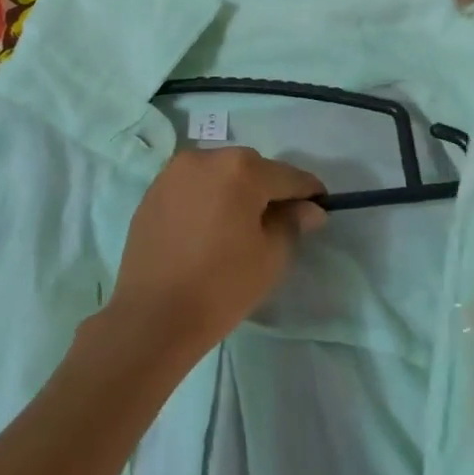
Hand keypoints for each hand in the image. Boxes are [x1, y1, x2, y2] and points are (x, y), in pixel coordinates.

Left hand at [107, 147, 326, 359]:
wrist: (153, 317)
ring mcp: (174, 173)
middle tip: (278, 221)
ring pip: (219, 174)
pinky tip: (208, 229)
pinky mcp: (153, 192)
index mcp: (240, 169)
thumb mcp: (271, 256)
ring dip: (235, 191)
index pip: (288, 176)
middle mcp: (206, 157)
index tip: (320, 207)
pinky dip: (207, 199)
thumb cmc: (221, 286)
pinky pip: (192, 187)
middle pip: (251, 168)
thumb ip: (292, 222)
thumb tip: (308, 208)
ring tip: (239, 225)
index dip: (308, 192)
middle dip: (268, 189)